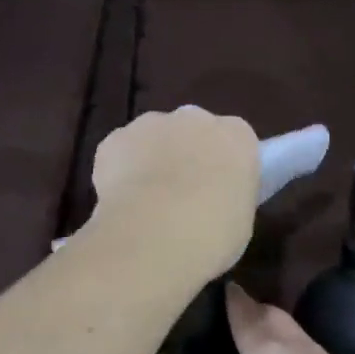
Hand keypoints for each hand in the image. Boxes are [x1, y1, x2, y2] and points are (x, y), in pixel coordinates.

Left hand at [89, 107, 260, 281]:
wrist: (154, 235)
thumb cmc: (212, 234)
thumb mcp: (239, 222)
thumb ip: (228, 198)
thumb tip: (214, 201)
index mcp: (236, 137)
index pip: (235, 140)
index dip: (224, 166)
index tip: (218, 191)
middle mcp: (196, 119)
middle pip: (193, 130)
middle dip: (187, 154)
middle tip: (183, 195)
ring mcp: (152, 124)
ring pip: (154, 136)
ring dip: (152, 159)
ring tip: (147, 202)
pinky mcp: (115, 138)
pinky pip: (121, 151)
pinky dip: (120, 170)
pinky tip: (121, 201)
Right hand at [181, 284, 354, 353]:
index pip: (247, 315)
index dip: (233, 300)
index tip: (222, 288)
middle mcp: (301, 350)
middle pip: (275, 317)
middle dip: (255, 312)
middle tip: (232, 319)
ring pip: (298, 335)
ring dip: (277, 333)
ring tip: (254, 347)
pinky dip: (294, 353)